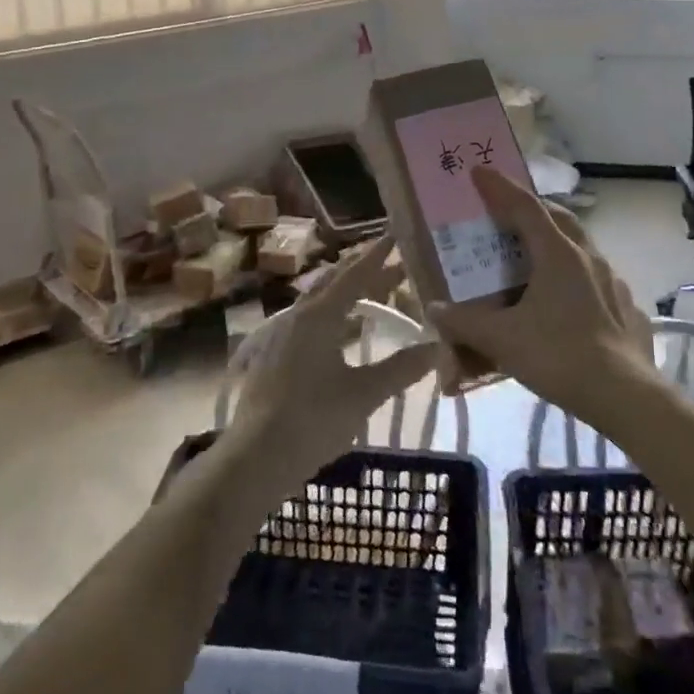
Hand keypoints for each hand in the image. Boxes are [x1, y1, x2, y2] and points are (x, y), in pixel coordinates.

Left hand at [223, 237, 434, 495]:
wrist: (255, 458)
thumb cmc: (312, 420)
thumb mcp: (364, 394)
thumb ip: (401, 369)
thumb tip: (437, 347)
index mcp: (319, 316)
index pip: (354, 275)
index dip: (377, 255)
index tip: (395, 234)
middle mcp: (297, 316)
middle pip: (334, 282)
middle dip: (363, 270)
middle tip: (391, 262)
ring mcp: (280, 336)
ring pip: (318, 301)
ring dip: (345, 292)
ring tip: (370, 291)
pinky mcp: (273, 356)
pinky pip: (308, 321)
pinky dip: (331, 314)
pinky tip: (340, 332)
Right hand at [427, 168, 658, 428]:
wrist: (625, 396)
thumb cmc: (559, 356)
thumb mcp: (503, 340)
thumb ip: (465, 323)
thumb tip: (434, 310)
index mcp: (558, 254)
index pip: (524, 207)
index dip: (500, 187)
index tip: (480, 170)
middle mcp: (588, 257)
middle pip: (559, 218)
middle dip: (533, 208)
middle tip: (511, 212)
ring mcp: (613, 281)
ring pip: (581, 247)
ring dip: (557, 241)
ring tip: (536, 258)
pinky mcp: (626, 307)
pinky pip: (596, 278)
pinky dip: (575, 276)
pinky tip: (566, 300)